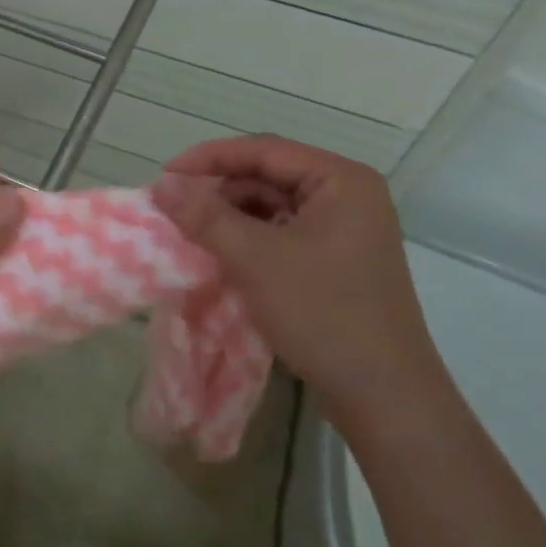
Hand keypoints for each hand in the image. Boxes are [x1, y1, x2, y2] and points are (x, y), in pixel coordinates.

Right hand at [151, 136, 442, 425]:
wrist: (384, 396)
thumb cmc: (323, 313)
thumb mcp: (255, 259)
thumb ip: (205, 216)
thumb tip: (161, 186)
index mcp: (341, 180)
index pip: (264, 150)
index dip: (210, 158)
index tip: (165, 175)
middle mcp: (349, 196)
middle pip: (269, 177)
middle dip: (221, 191)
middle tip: (176, 211)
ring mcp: (347, 230)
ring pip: (274, 208)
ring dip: (232, 218)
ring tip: (195, 237)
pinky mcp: (339, 261)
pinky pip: (285, 234)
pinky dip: (251, 241)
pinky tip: (225, 258)